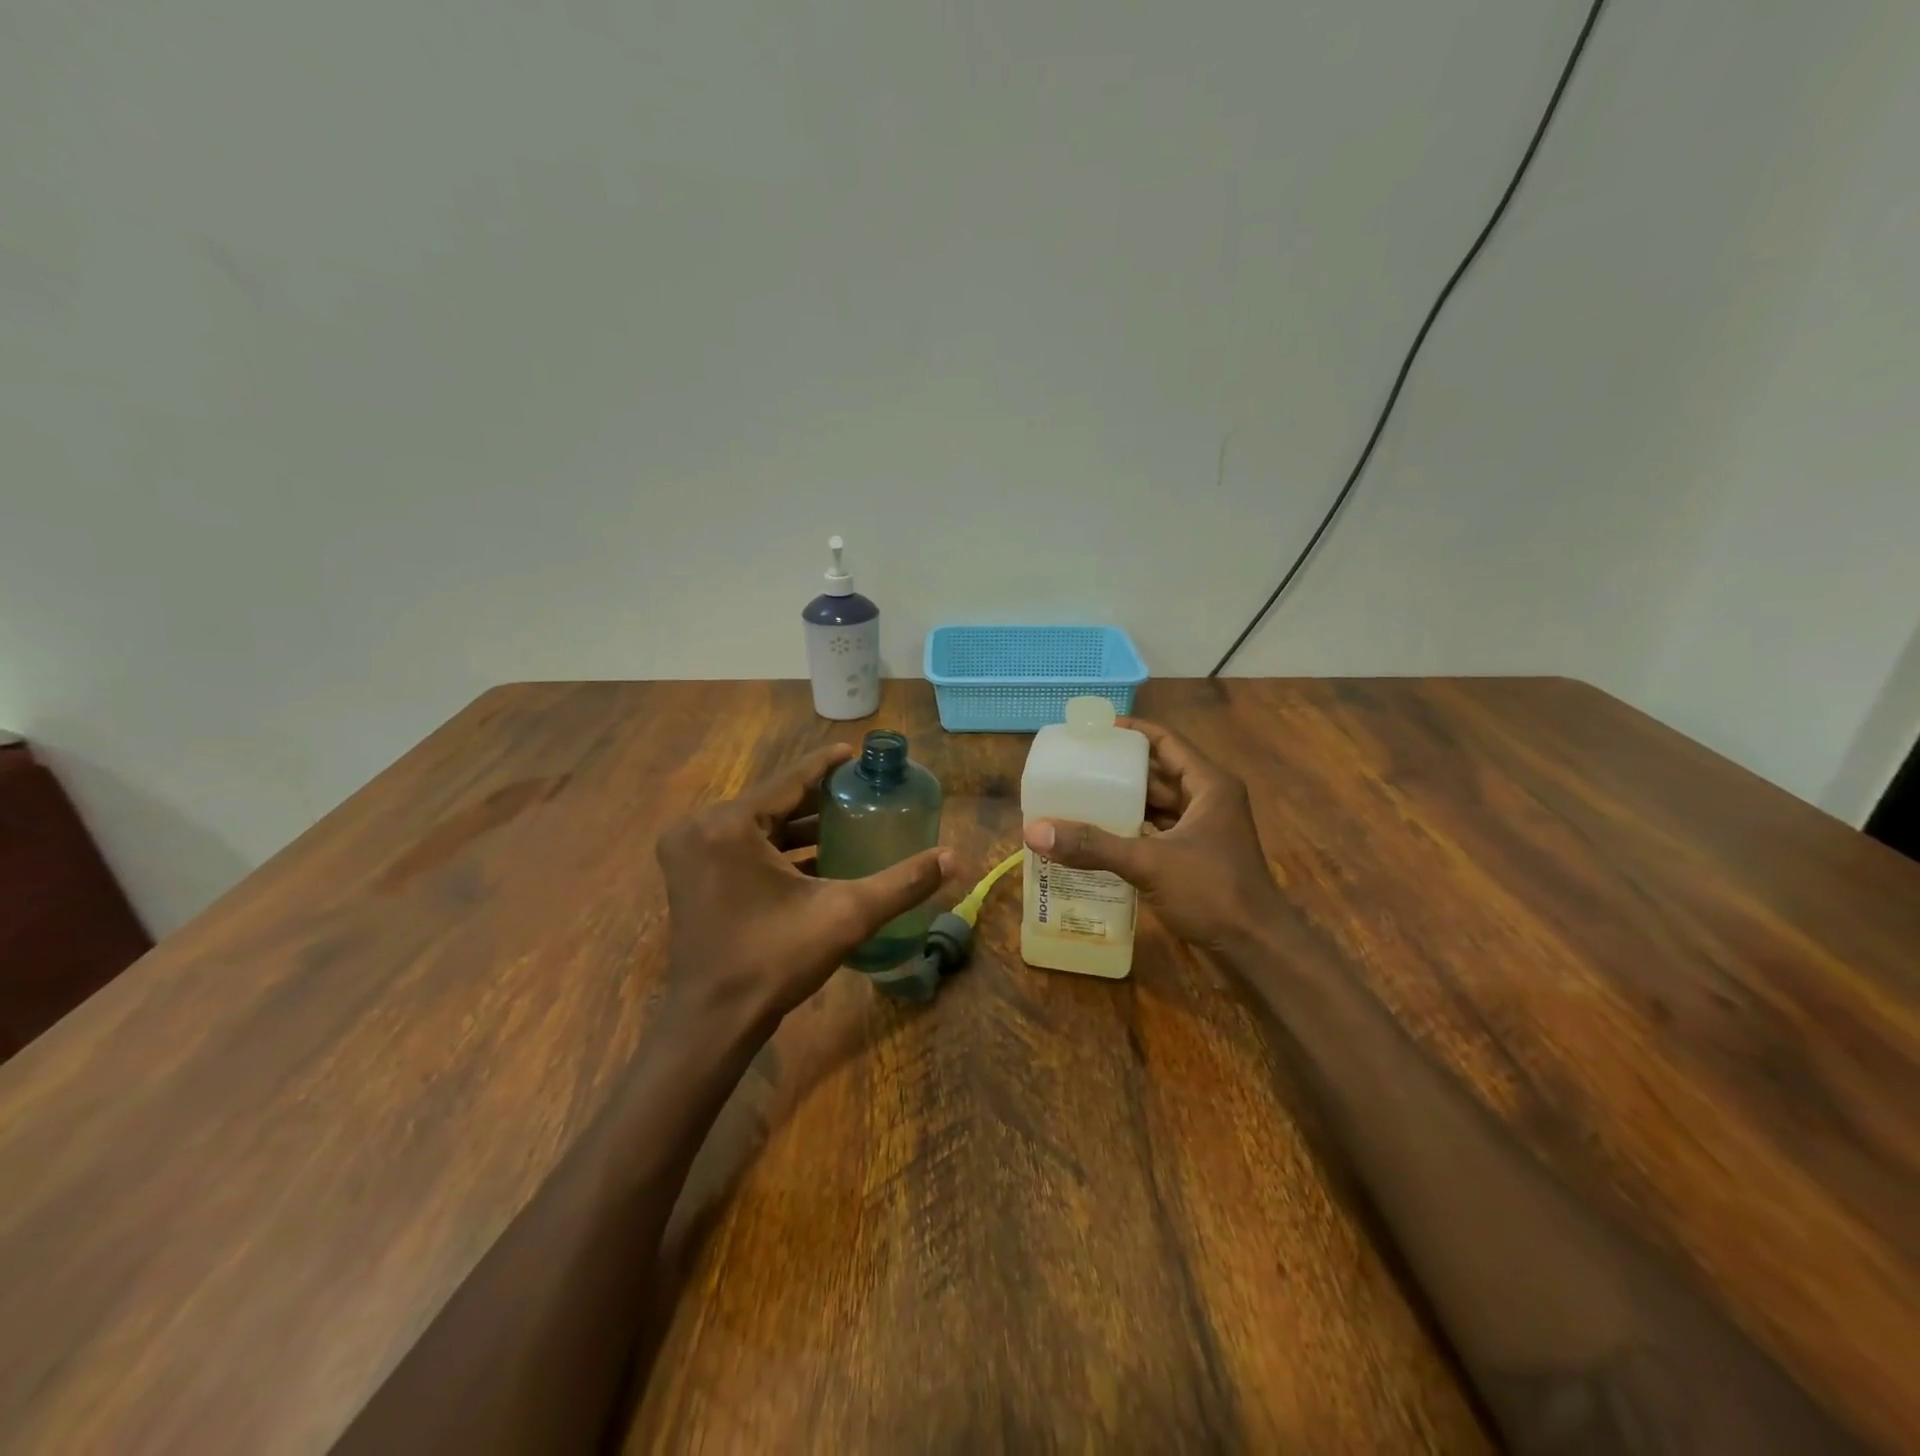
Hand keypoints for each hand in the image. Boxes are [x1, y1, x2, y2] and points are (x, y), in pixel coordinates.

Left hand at [657, 745, 956, 1029]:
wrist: (713, 1022)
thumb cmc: (774, 961)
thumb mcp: (845, 916)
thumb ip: (902, 883)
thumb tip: (955, 858)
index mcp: (729, 825)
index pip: (789, 781)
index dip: (826, 765)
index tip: (855, 753)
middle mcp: (701, 828)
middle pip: (772, 801)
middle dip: (817, 798)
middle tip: (860, 791)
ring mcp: (689, 853)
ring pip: (756, 825)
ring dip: (798, 824)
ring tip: (846, 820)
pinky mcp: (690, 875)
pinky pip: (741, 846)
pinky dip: (776, 848)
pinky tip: (816, 856)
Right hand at [1023, 719, 1285, 954]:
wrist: (1257, 950)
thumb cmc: (1212, 893)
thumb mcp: (1149, 862)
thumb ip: (1093, 845)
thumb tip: (1035, 831)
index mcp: (1209, 785)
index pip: (1166, 742)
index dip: (1131, 731)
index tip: (1093, 729)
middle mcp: (1208, 801)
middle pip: (1158, 773)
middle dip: (1119, 771)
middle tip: (1076, 766)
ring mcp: (1203, 832)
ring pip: (1157, 806)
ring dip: (1124, 803)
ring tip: (1079, 798)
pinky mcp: (1196, 859)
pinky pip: (1157, 833)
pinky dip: (1131, 832)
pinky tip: (1098, 838)